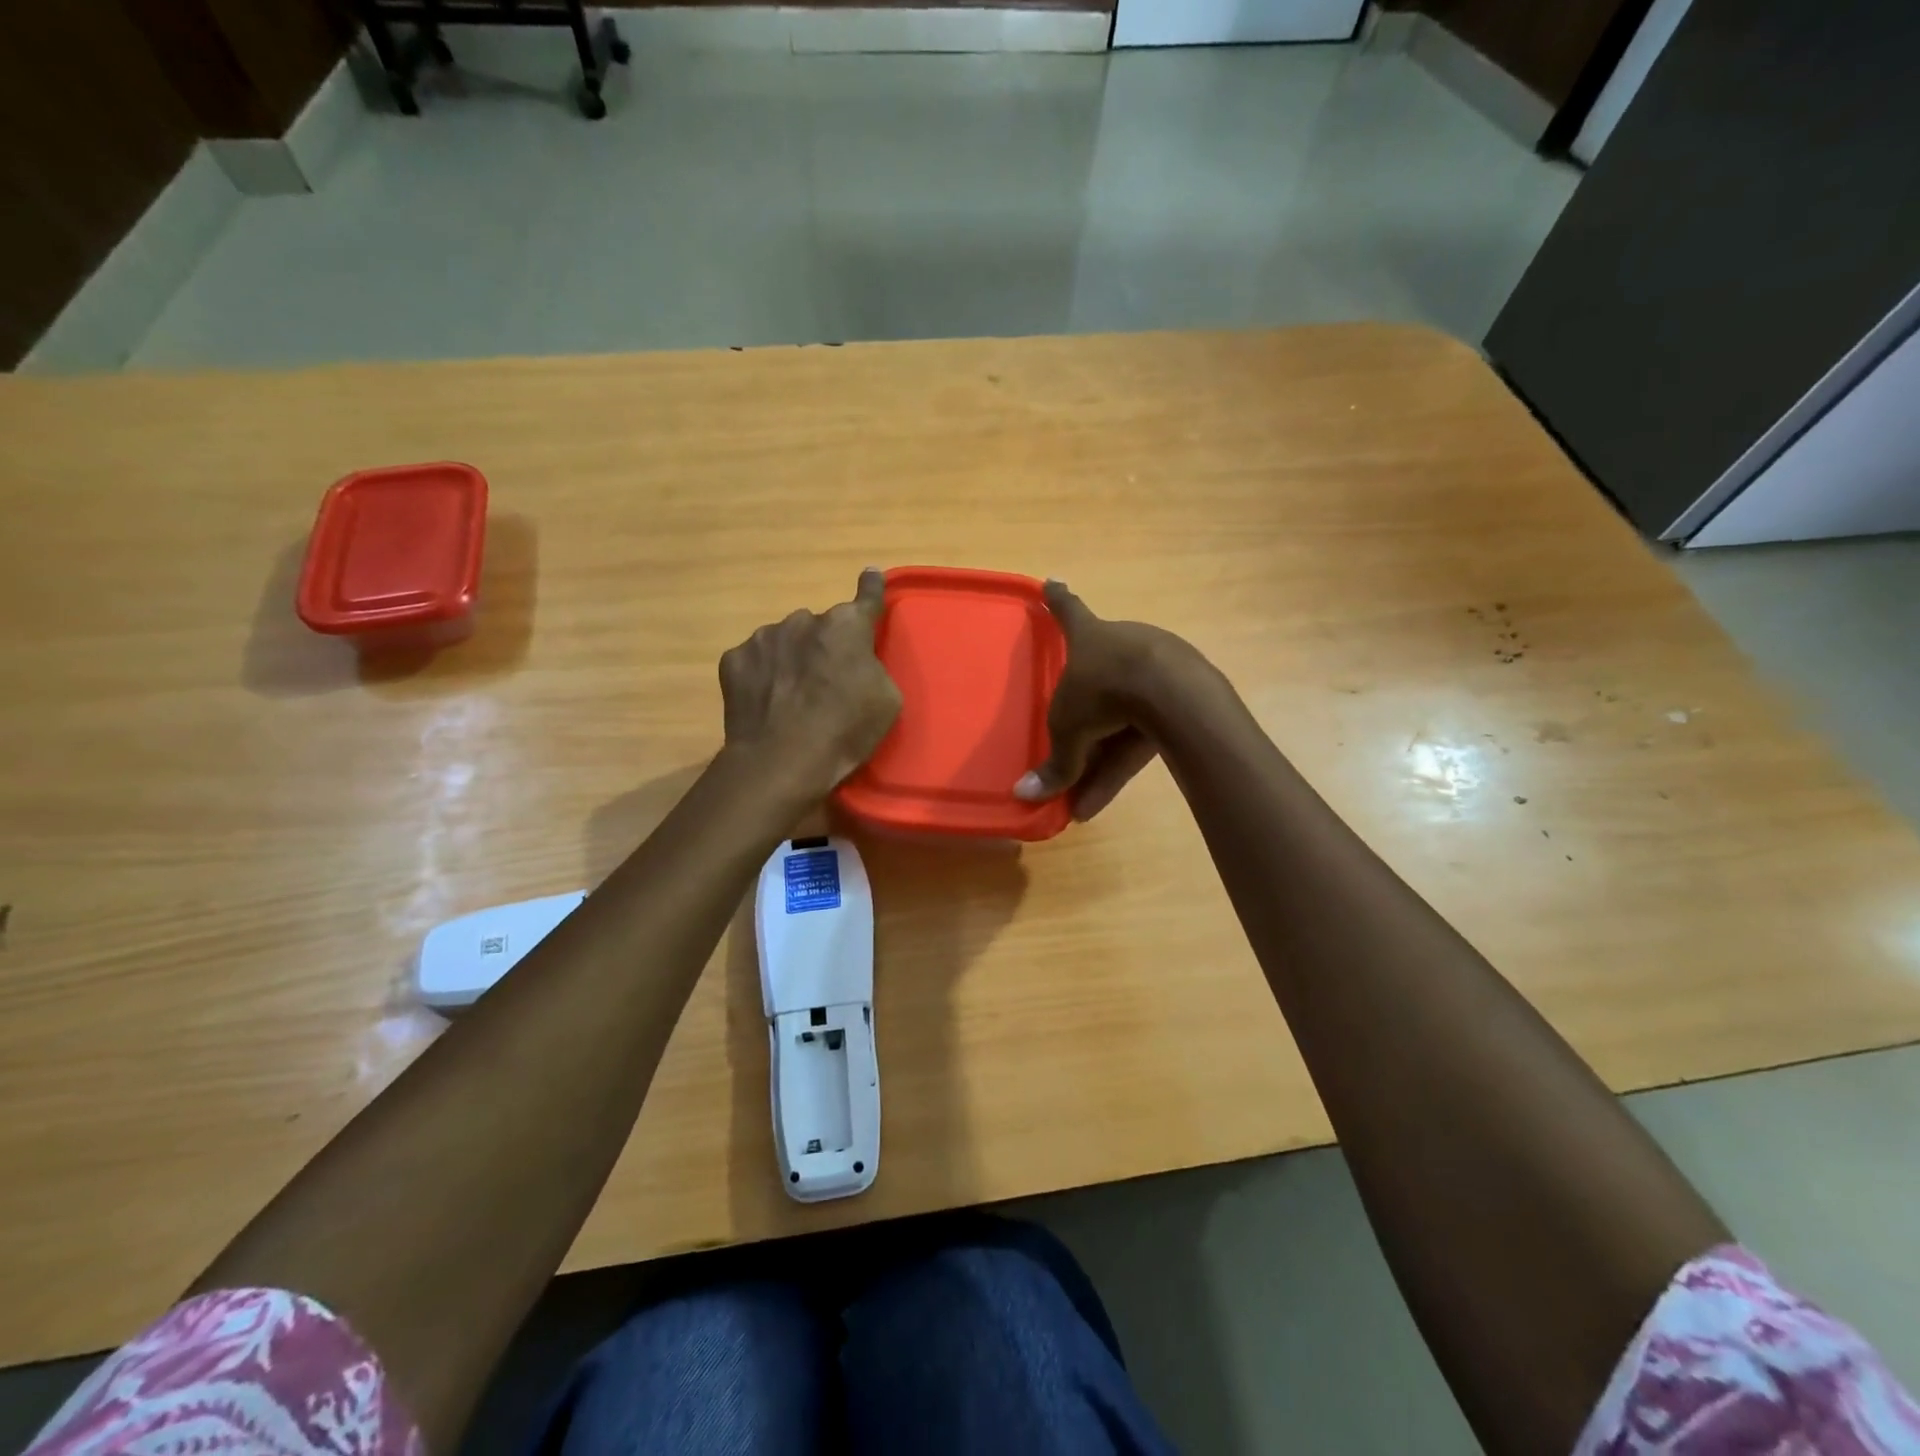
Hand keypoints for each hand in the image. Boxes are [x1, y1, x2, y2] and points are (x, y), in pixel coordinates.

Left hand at [720, 569, 902, 796]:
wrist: (782, 760)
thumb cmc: (846, 730)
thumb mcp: (886, 700)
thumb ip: (874, 667)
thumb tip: (858, 661)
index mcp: (845, 626)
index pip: (866, 598)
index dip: (871, 588)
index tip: (870, 575)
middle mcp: (802, 620)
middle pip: (819, 627)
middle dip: (823, 646)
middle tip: (825, 682)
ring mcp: (763, 638)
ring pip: (784, 640)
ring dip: (791, 658)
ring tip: (792, 697)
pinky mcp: (733, 660)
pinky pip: (755, 661)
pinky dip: (762, 675)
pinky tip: (767, 703)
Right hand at [1013, 581, 1207, 820]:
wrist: (1171, 692)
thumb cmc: (1103, 692)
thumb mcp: (1068, 730)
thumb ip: (1054, 764)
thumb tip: (1022, 795)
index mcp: (1089, 637)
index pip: (1068, 612)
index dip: (1057, 600)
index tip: (1052, 581)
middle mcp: (1123, 643)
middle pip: (1099, 675)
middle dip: (1085, 713)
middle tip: (1070, 745)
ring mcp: (1158, 665)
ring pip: (1123, 714)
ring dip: (1101, 759)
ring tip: (1085, 800)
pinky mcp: (1183, 693)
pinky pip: (1145, 731)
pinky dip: (1124, 763)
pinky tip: (1105, 799)